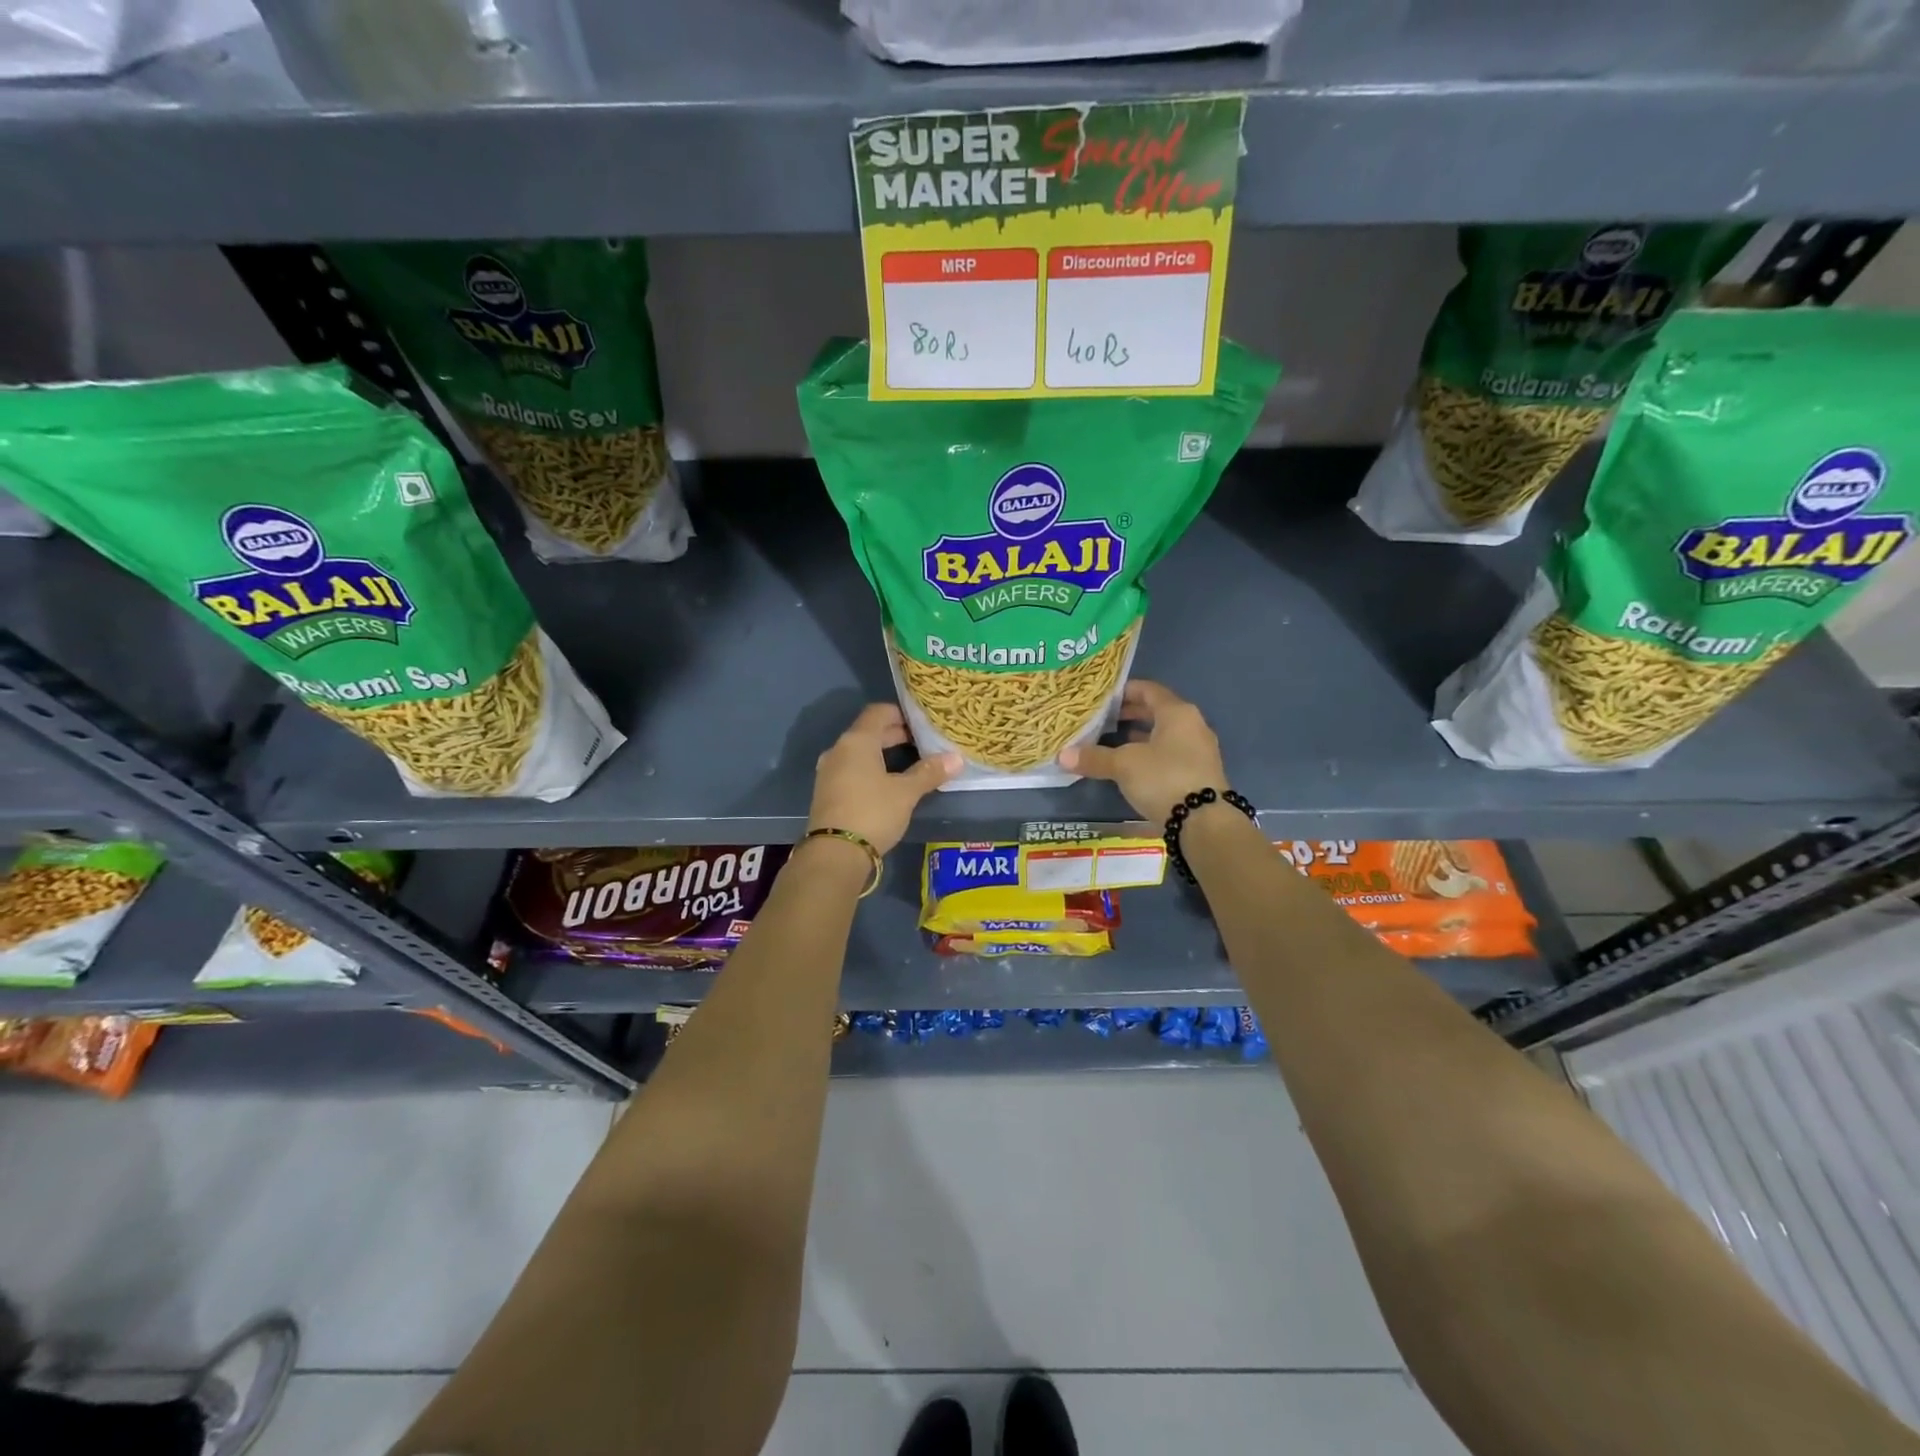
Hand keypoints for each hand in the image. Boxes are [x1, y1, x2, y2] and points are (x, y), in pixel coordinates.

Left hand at [807, 704, 960, 855]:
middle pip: (868, 732)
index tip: (921, 723)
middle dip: (894, 735)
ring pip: (859, 752)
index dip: (900, 713)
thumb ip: (929, 772)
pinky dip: (869, 769)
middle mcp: (838, 750)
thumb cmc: (873, 812)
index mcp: (857, 741)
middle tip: (922, 743)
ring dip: (882, 754)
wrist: (835, 853)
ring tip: (908, 764)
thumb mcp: (906, 793)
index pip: (878, 712)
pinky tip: (886, 785)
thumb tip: (957, 758)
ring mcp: (828, 771)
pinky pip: (851, 770)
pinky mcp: (826, 792)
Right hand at [1059, 680, 1228, 823]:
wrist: (1204, 822)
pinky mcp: (1198, 774)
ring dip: (1139, 737)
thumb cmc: (1163, 778)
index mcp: (1177, 713)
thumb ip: (1095, 757)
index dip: (1124, 691)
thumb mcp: (1124, 765)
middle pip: (1157, 712)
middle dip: (1129, 715)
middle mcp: (1192, 726)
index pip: (1148, 690)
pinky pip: (1169, 754)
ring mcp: (1199, 751)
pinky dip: (1149, 754)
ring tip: (1112, 742)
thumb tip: (1062, 756)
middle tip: (1102, 720)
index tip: (1102, 698)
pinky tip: (1131, 767)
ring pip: (1164, 735)